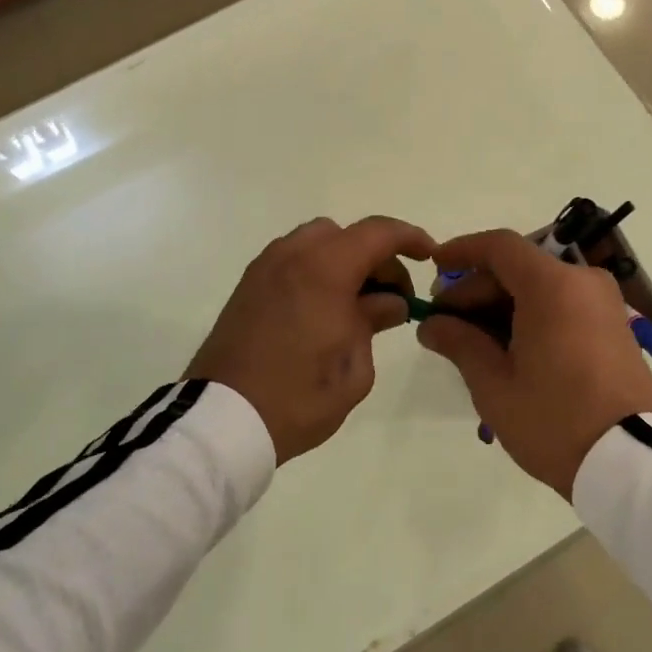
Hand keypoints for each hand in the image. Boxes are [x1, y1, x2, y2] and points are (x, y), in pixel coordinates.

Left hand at [187, 216, 434, 464]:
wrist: (222, 419)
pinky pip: (293, 260)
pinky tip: (324, 309)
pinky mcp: (248, 285)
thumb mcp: (354, 366)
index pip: (378, 233)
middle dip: (375, 256)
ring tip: (357, 304)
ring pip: (316, 243)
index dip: (409, 238)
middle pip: (346, 235)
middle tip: (391, 296)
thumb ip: (374, 321)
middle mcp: (293, 255)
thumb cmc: (299, 395)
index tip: (429, 256)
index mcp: (325, 268)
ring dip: (343, 261)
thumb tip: (388, 301)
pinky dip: (317, 271)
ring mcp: (265, 267)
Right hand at [417, 229, 651, 498]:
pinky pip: (562, 304)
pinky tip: (506, 348)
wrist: (630, 463)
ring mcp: (604, 304)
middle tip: (444, 321)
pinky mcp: (614, 326)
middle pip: (519, 268)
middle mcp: (583, 282)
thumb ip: (459, 342)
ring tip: (470, 342)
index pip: (499, 246)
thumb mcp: (494, 384)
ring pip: (540, 287)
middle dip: (477, 289)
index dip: (462, 251)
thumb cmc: (554, 419)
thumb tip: (432, 324)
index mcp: (553, 285)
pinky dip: (530, 315)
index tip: (433, 266)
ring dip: (502, 305)